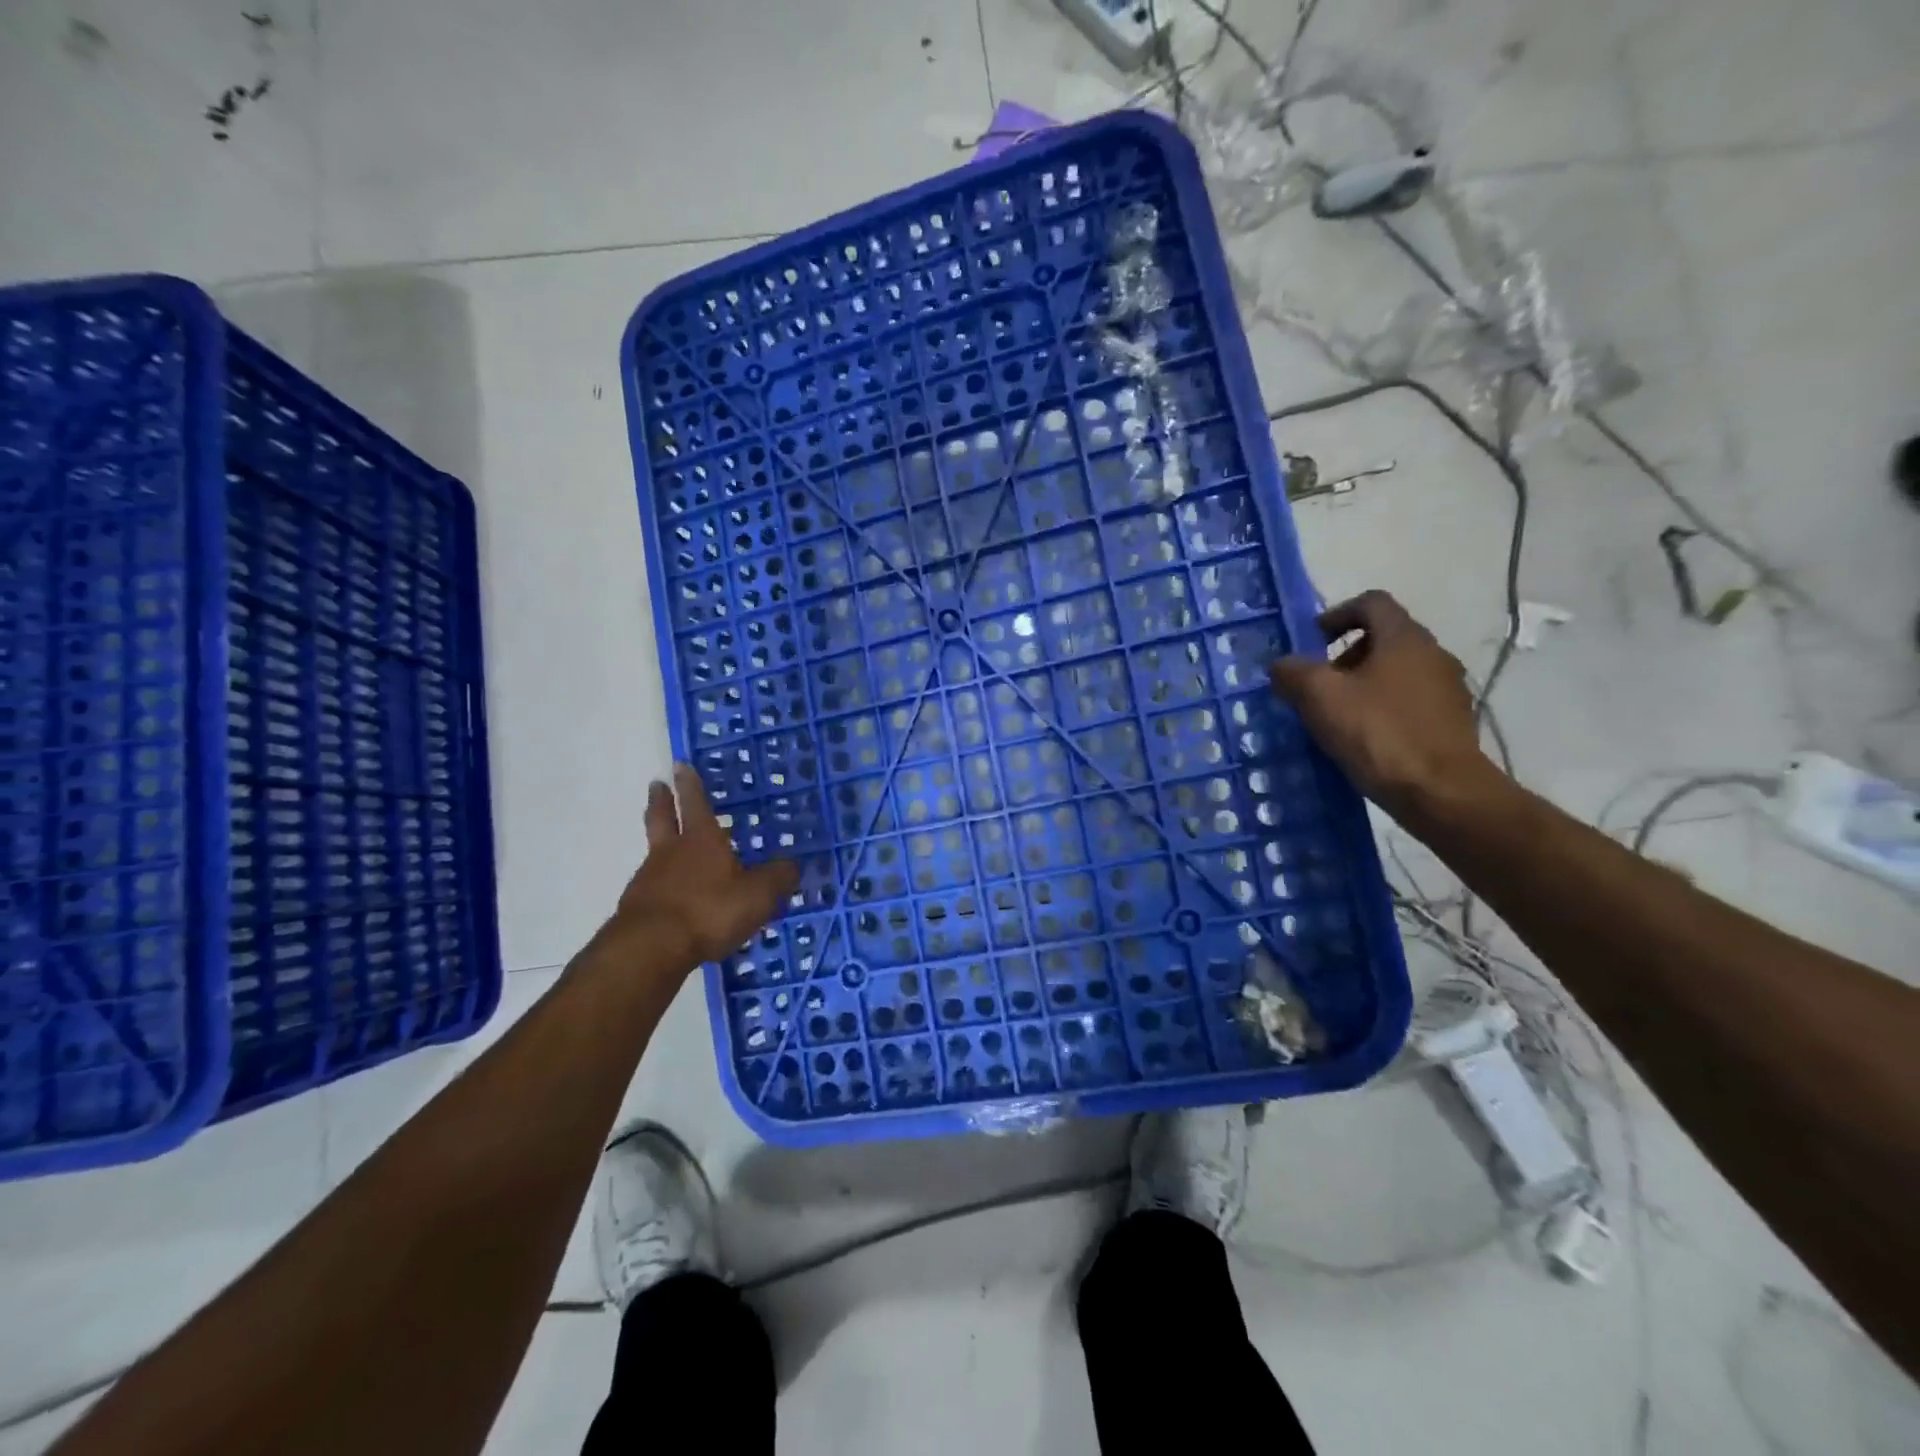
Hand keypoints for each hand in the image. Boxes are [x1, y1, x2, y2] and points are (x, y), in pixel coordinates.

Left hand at [593, 764, 800, 972]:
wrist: (650, 948)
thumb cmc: (709, 910)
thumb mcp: (757, 895)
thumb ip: (777, 878)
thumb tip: (793, 864)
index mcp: (702, 840)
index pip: (695, 803)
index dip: (690, 784)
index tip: (680, 765)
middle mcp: (672, 852)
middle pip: (662, 818)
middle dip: (661, 801)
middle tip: (657, 785)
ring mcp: (650, 878)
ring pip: (654, 851)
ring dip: (660, 842)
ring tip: (668, 845)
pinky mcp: (637, 908)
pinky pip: (652, 886)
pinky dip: (660, 883)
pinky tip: (670, 895)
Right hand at [1269, 591, 1499, 819]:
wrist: (1440, 792)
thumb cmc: (1377, 733)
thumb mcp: (1319, 697)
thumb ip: (1293, 672)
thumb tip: (1283, 665)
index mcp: (1403, 638)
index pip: (1372, 603)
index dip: (1337, 614)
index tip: (1312, 641)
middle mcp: (1433, 654)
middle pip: (1384, 638)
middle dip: (1345, 656)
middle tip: (1318, 685)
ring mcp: (1448, 689)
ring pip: (1397, 672)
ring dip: (1364, 685)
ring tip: (1336, 716)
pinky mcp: (1452, 722)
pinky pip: (1410, 702)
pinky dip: (1383, 709)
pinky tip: (1363, 739)